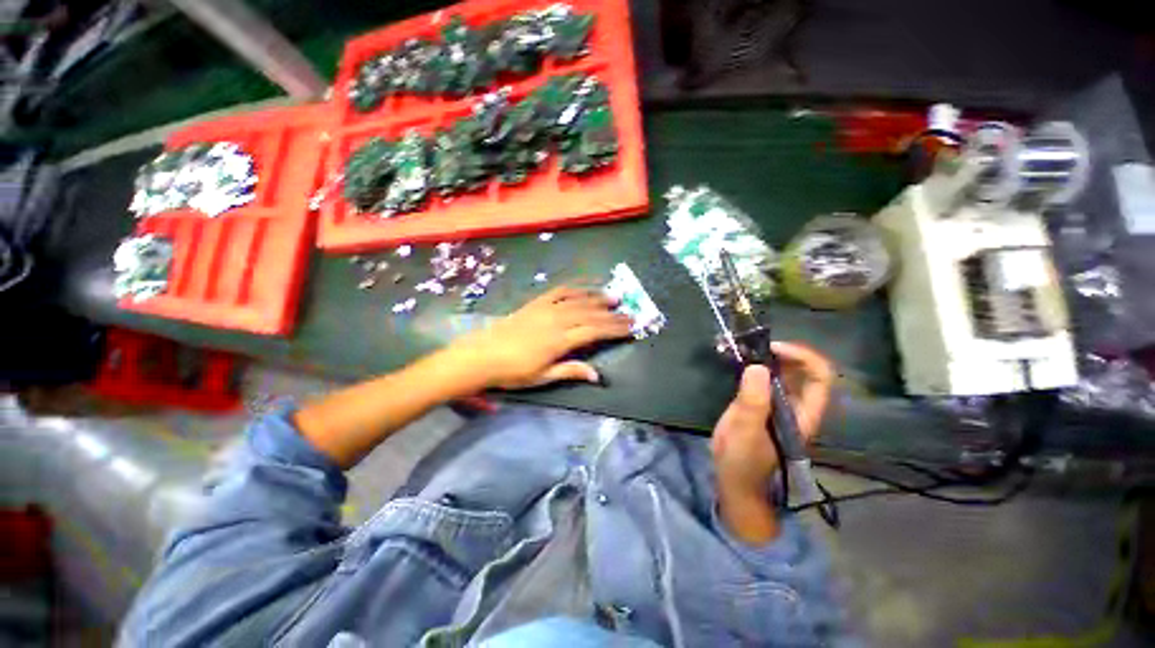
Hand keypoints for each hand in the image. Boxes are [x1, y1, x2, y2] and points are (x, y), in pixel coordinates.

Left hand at [443, 286, 633, 389]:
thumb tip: (597, 375)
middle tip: (629, 312)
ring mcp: (546, 309)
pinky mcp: (536, 303)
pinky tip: (584, 289)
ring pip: (578, 300)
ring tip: (614, 296)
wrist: (482, 355)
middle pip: (590, 314)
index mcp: (560, 341)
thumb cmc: (513, 371)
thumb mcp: (543, 377)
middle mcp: (557, 321)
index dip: (614, 329)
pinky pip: (559, 292)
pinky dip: (574, 289)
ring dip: (597, 298)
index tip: (631, 327)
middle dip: (612, 314)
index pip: (595, 332)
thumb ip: (570, 371)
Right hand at [711, 341, 833, 502]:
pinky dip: (752, 363)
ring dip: (766, 355)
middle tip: (754, 344)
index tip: (773, 348)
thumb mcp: (746, 431)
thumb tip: (757, 366)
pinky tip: (736, 358)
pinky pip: (762, 377)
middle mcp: (796, 404)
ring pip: (782, 371)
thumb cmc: (744, 459)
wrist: (734, 478)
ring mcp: (777, 403)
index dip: (803, 357)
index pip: (820, 377)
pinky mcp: (760, 402)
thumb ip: (753, 401)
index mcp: (803, 413)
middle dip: (783, 351)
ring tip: (743, 347)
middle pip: (803, 369)